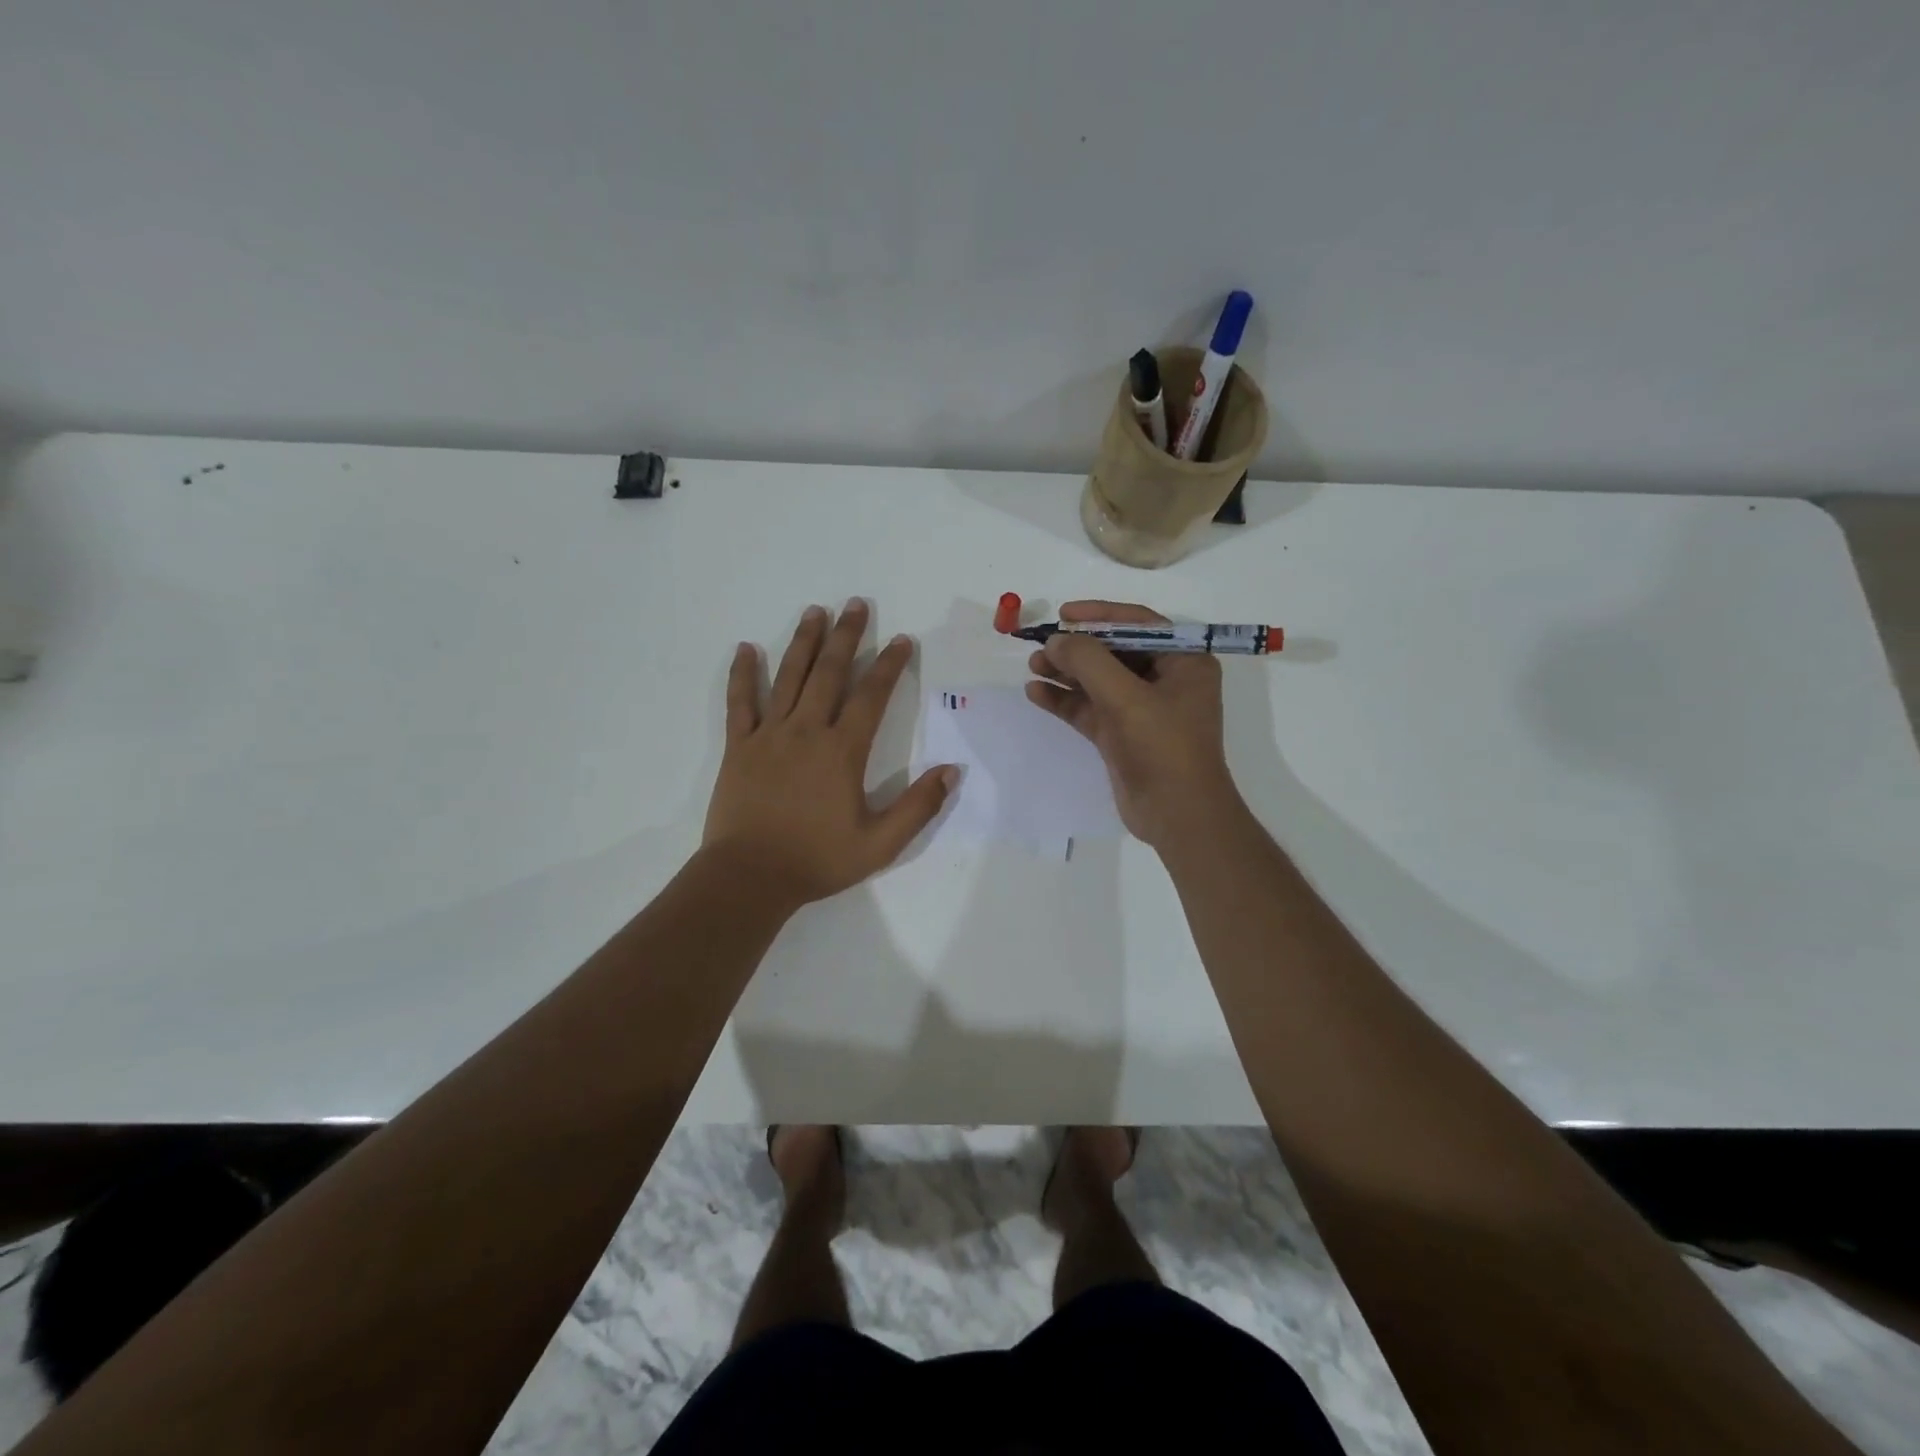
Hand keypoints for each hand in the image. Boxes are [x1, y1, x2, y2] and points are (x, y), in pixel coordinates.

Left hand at [704, 600, 955, 905]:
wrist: (750, 877)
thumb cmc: (817, 860)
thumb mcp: (880, 844)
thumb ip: (918, 806)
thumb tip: (952, 771)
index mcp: (842, 751)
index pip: (871, 696)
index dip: (888, 665)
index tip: (901, 640)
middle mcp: (806, 731)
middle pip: (829, 673)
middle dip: (846, 636)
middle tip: (856, 604)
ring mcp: (769, 735)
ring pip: (789, 677)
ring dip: (803, 642)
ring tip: (814, 611)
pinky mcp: (739, 747)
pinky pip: (741, 702)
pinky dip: (743, 675)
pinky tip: (747, 649)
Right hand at [1025, 600, 1242, 848]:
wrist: (1177, 815)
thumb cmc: (1163, 747)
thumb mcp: (1126, 697)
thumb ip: (1088, 662)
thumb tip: (1056, 640)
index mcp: (1184, 661)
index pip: (1139, 623)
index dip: (1100, 614)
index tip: (1064, 614)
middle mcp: (1165, 680)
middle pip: (1114, 651)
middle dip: (1077, 648)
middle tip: (1041, 646)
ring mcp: (1142, 710)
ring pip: (1098, 681)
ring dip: (1066, 673)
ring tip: (1033, 666)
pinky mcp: (1122, 735)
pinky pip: (1089, 708)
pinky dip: (1065, 700)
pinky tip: (1036, 693)